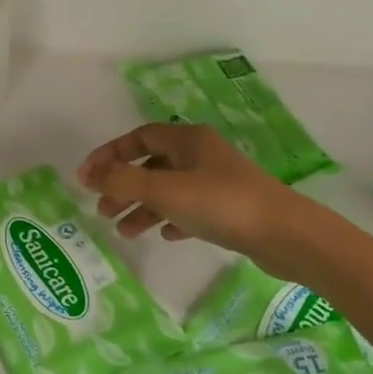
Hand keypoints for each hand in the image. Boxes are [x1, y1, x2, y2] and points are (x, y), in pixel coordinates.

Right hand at [77, 123, 310, 277]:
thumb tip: (88, 175)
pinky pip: (190, 208)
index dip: (109, 154)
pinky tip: (164, 235)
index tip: (86, 177)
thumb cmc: (220, 203)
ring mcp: (217, 181)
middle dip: (123, 186)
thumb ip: (122, 181)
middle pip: (151, 165)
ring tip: (124, 232)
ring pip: (168, 189)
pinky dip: (171, 218)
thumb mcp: (163, 190)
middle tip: (102, 209)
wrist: (286, 235)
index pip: (137, 138)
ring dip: (143, 207)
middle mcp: (201, 154)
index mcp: (187, 140)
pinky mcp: (230, 208)